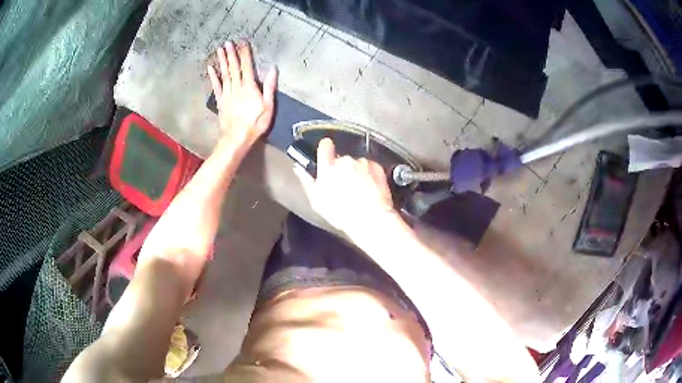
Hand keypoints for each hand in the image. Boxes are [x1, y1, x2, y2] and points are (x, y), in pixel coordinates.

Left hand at [207, 40, 277, 148]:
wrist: (236, 138)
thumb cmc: (255, 123)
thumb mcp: (268, 106)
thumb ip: (269, 87)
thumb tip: (272, 70)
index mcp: (249, 87)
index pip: (247, 66)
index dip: (245, 54)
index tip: (243, 43)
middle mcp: (236, 87)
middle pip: (233, 67)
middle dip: (231, 54)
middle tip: (228, 42)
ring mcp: (226, 94)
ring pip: (224, 74)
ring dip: (222, 61)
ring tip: (220, 50)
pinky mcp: (220, 101)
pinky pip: (216, 86)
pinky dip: (213, 76)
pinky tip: (211, 68)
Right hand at [293, 138, 395, 235]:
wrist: (370, 219)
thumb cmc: (341, 214)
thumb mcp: (317, 202)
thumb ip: (307, 182)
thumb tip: (298, 169)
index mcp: (327, 168)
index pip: (324, 146)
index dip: (325, 148)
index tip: (327, 151)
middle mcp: (345, 161)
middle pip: (342, 160)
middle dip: (343, 169)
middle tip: (344, 188)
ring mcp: (362, 163)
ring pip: (357, 164)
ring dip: (358, 173)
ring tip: (359, 192)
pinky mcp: (377, 168)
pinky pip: (371, 167)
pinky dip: (370, 175)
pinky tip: (370, 190)